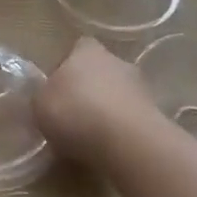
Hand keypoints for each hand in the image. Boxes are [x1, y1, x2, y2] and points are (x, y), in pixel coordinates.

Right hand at [32, 36, 161, 166]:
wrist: (127, 142)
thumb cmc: (76, 113)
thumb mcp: (40, 104)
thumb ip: (42, 96)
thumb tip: (46, 96)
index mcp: (87, 51)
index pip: (78, 48)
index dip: (67, 65)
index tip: (58, 87)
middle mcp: (116, 61)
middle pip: (101, 71)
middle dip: (89, 89)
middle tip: (74, 113)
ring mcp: (141, 88)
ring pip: (118, 95)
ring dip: (108, 110)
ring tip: (92, 136)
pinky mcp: (156, 116)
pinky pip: (131, 119)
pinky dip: (122, 130)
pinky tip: (110, 149)